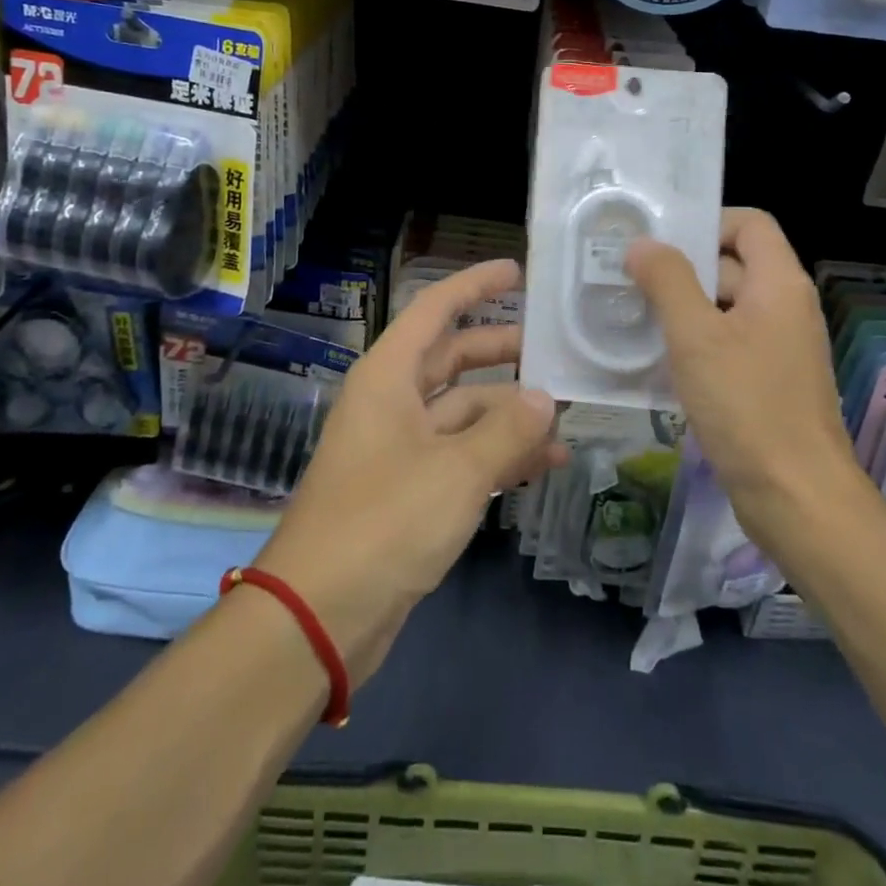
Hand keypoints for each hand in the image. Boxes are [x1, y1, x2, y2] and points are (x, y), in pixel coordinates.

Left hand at [255, 258, 567, 686]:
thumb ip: (507, 430)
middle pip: (453, 359)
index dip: (474, 285)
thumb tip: (545, 398)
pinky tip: (543, 466)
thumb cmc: (384, 522)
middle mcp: (392, 402)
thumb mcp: (456, 471)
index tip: (516, 270)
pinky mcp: (409, 490)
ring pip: (463, 412)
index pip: (434, 309)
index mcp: (389, 376)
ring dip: (509, 415)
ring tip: (565, 422)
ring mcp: (400, 447)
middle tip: (554, 350)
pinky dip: (498, 456)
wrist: (320, 616)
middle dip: (502, 353)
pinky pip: (461, 455)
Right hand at [625, 209, 862, 552]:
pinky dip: (695, 343)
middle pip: (733, 264)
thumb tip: (642, 244)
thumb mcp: (696, 336)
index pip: (749, 224)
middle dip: (682, 268)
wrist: (797, 499)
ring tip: (632, 315)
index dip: (707, 222)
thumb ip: (668, 281)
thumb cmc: (747, 406)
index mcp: (780, 284)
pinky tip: (656, 359)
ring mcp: (779, 347)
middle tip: (629, 278)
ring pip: (725, 307)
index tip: (659, 242)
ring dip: (682, 308)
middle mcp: (786, 308)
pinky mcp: (767, 382)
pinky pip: (727, 344)